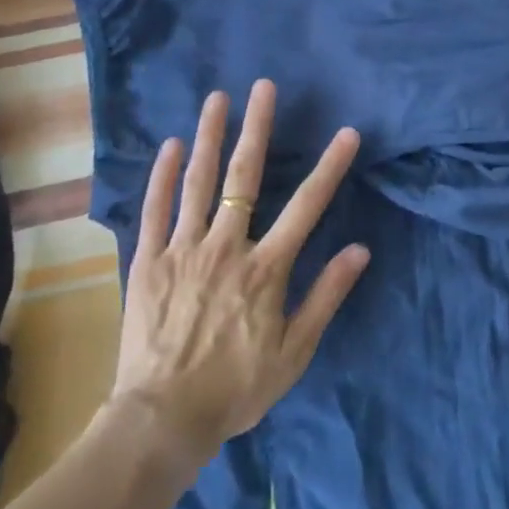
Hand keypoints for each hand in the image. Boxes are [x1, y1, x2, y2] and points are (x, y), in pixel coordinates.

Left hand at [108, 80, 367, 463]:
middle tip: (262, 87)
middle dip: (256, 128)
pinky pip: (155, 210)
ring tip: (216, 98)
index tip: (346, 133)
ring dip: (210, 136)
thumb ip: (326, 295)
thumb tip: (360, 249)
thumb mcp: (294, 351)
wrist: (162, 421)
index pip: (306, 206)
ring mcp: (182, 250)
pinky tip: (172, 145)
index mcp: (265, 268)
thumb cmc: (236, 387)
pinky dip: (163, 176)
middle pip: (244, 177)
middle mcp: (226, 247)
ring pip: (198, 183)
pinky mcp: (148, 262)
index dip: (330, 167)